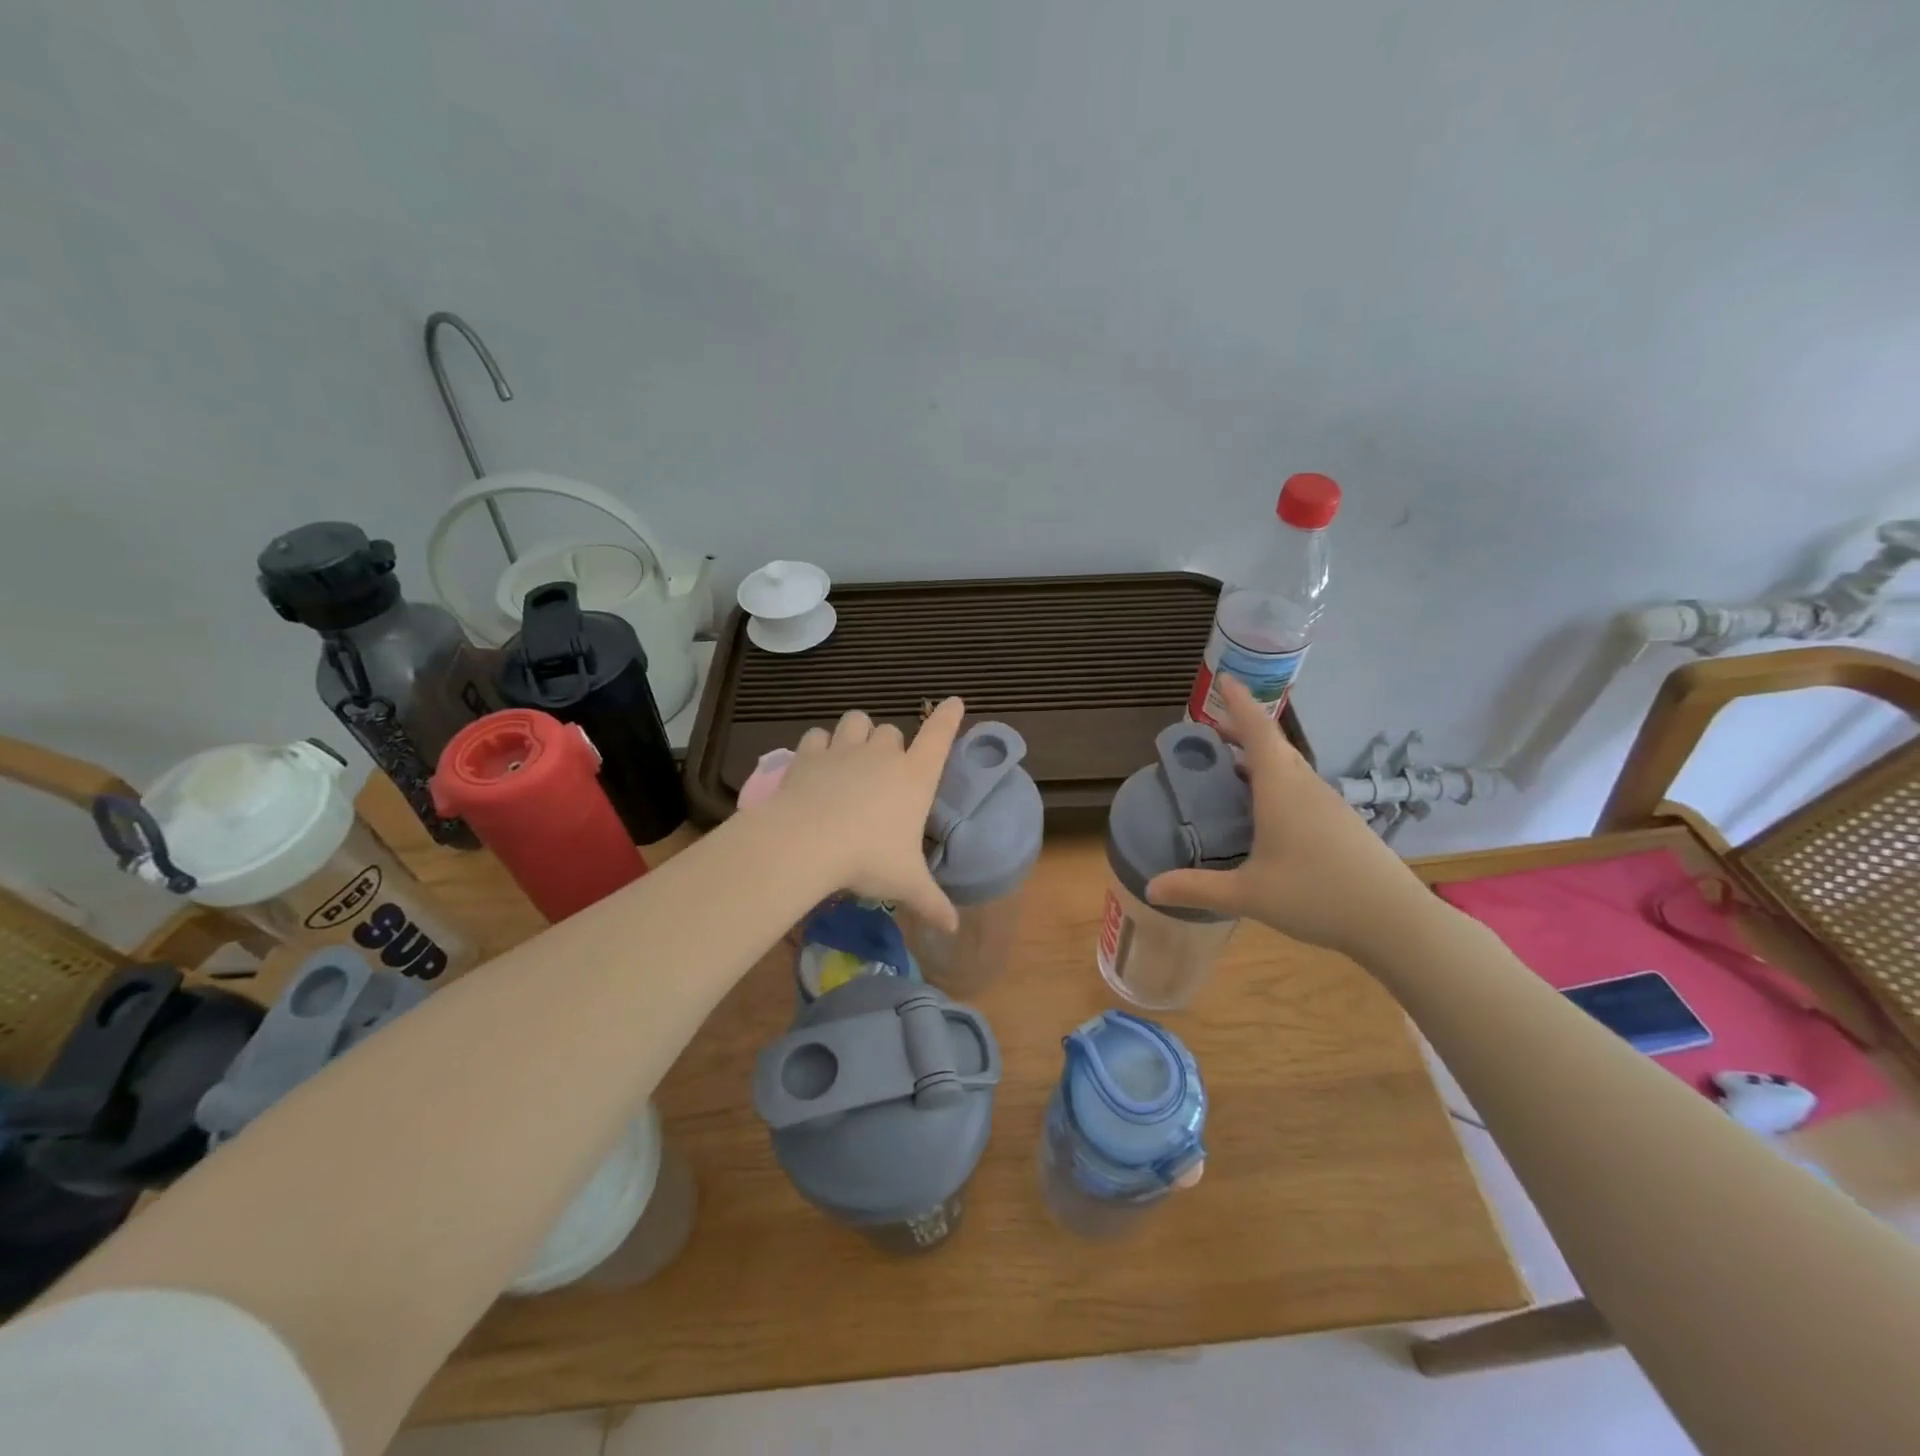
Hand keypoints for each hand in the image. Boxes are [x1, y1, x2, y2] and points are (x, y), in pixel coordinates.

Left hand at [769, 699, 966, 932]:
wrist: (807, 842)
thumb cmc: (868, 858)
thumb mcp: (905, 884)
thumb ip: (932, 903)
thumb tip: (954, 928)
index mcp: (915, 777)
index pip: (939, 737)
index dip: (948, 718)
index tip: (954, 702)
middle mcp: (883, 755)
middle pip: (892, 732)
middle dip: (891, 745)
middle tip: (884, 771)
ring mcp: (845, 750)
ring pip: (856, 721)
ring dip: (857, 733)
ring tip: (852, 754)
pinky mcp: (810, 754)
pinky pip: (818, 735)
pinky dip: (820, 745)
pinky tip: (817, 762)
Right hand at [1145, 678, 1433, 959]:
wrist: (1393, 920)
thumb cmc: (1316, 895)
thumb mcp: (1247, 895)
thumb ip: (1196, 889)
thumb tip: (1150, 887)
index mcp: (1281, 789)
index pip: (1258, 731)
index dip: (1239, 703)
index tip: (1224, 678)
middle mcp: (1305, 786)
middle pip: (1274, 745)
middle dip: (1243, 730)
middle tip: (1213, 731)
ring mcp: (1328, 803)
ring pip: (1289, 767)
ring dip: (1260, 758)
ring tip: (1232, 768)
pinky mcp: (1341, 822)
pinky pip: (1301, 787)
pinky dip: (1276, 782)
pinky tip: (1266, 811)